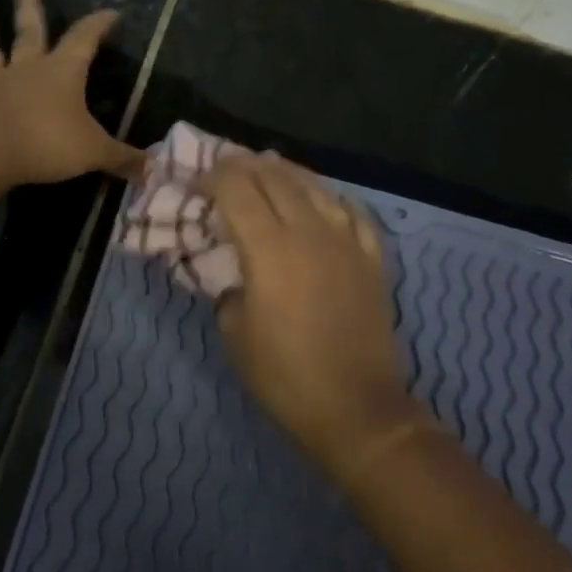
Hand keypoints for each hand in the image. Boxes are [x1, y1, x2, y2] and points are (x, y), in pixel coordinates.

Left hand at [0, 0, 141, 185]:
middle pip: (29, 30)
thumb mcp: (95, 153)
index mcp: (62, 72)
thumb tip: (153, 168)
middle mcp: (25, 69)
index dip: (98, 24)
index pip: (84, 39)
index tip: (110, 13)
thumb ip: (123, 158)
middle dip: (30, 6)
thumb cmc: (48, 145)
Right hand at [208, 153, 412, 464]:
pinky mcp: (372, 259)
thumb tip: (235, 274)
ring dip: (288, 172)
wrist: (355, 406)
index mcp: (269, 248)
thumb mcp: (234, 333)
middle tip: (228, 166)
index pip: (237, 190)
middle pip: (275, 178)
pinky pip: (354, 213)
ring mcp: (347, 242)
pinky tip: (325, 198)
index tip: (199, 183)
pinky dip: (333, 198)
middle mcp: (309, 232)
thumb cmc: (284, 375)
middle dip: (246, 165)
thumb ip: (227, 290)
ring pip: (315, 187)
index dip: (214, 177)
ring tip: (270, 167)